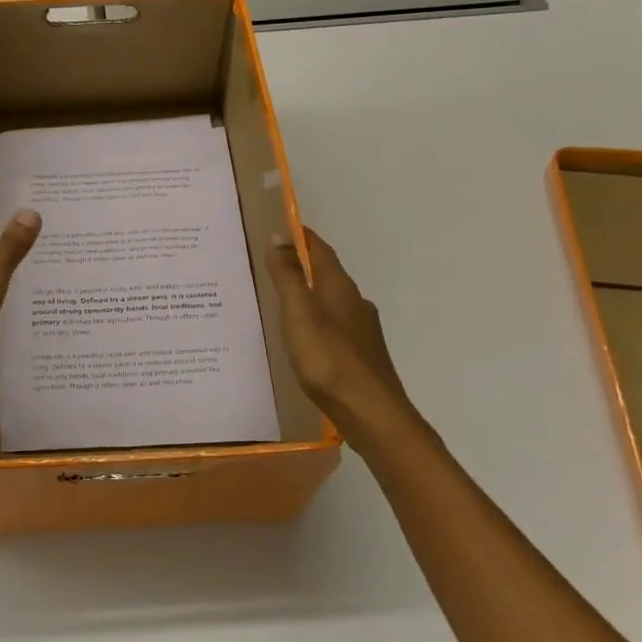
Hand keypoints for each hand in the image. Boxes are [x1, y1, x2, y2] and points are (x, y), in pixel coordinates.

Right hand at [268, 228, 423, 435]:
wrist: (372, 414)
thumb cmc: (329, 359)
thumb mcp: (299, 314)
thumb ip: (288, 276)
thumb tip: (279, 236)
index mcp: (339, 287)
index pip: (319, 250)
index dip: (300, 237)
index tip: (278, 227)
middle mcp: (355, 303)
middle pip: (326, 274)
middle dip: (301, 265)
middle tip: (269, 264)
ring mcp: (361, 331)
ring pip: (330, 301)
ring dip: (308, 294)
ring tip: (280, 301)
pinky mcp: (361, 355)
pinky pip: (333, 326)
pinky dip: (315, 321)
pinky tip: (302, 338)